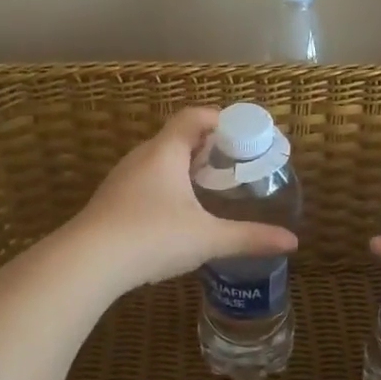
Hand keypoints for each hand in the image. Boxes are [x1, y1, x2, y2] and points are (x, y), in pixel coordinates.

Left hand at [68, 107, 298, 292]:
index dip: (220, 119)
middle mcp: (142, 157)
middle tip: (234, 166)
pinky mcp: (111, 201)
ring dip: (185, 168)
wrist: (87, 263)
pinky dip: (167, 187)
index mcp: (166, 151)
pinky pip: (146, 181)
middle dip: (208, 147)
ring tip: (210, 189)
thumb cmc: (152, 237)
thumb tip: (292, 242)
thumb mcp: (207, 238)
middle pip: (178, 137)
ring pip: (159, 161)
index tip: (244, 135)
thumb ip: (250, 237)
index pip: (194, 116)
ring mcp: (122, 179)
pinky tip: (177, 215)